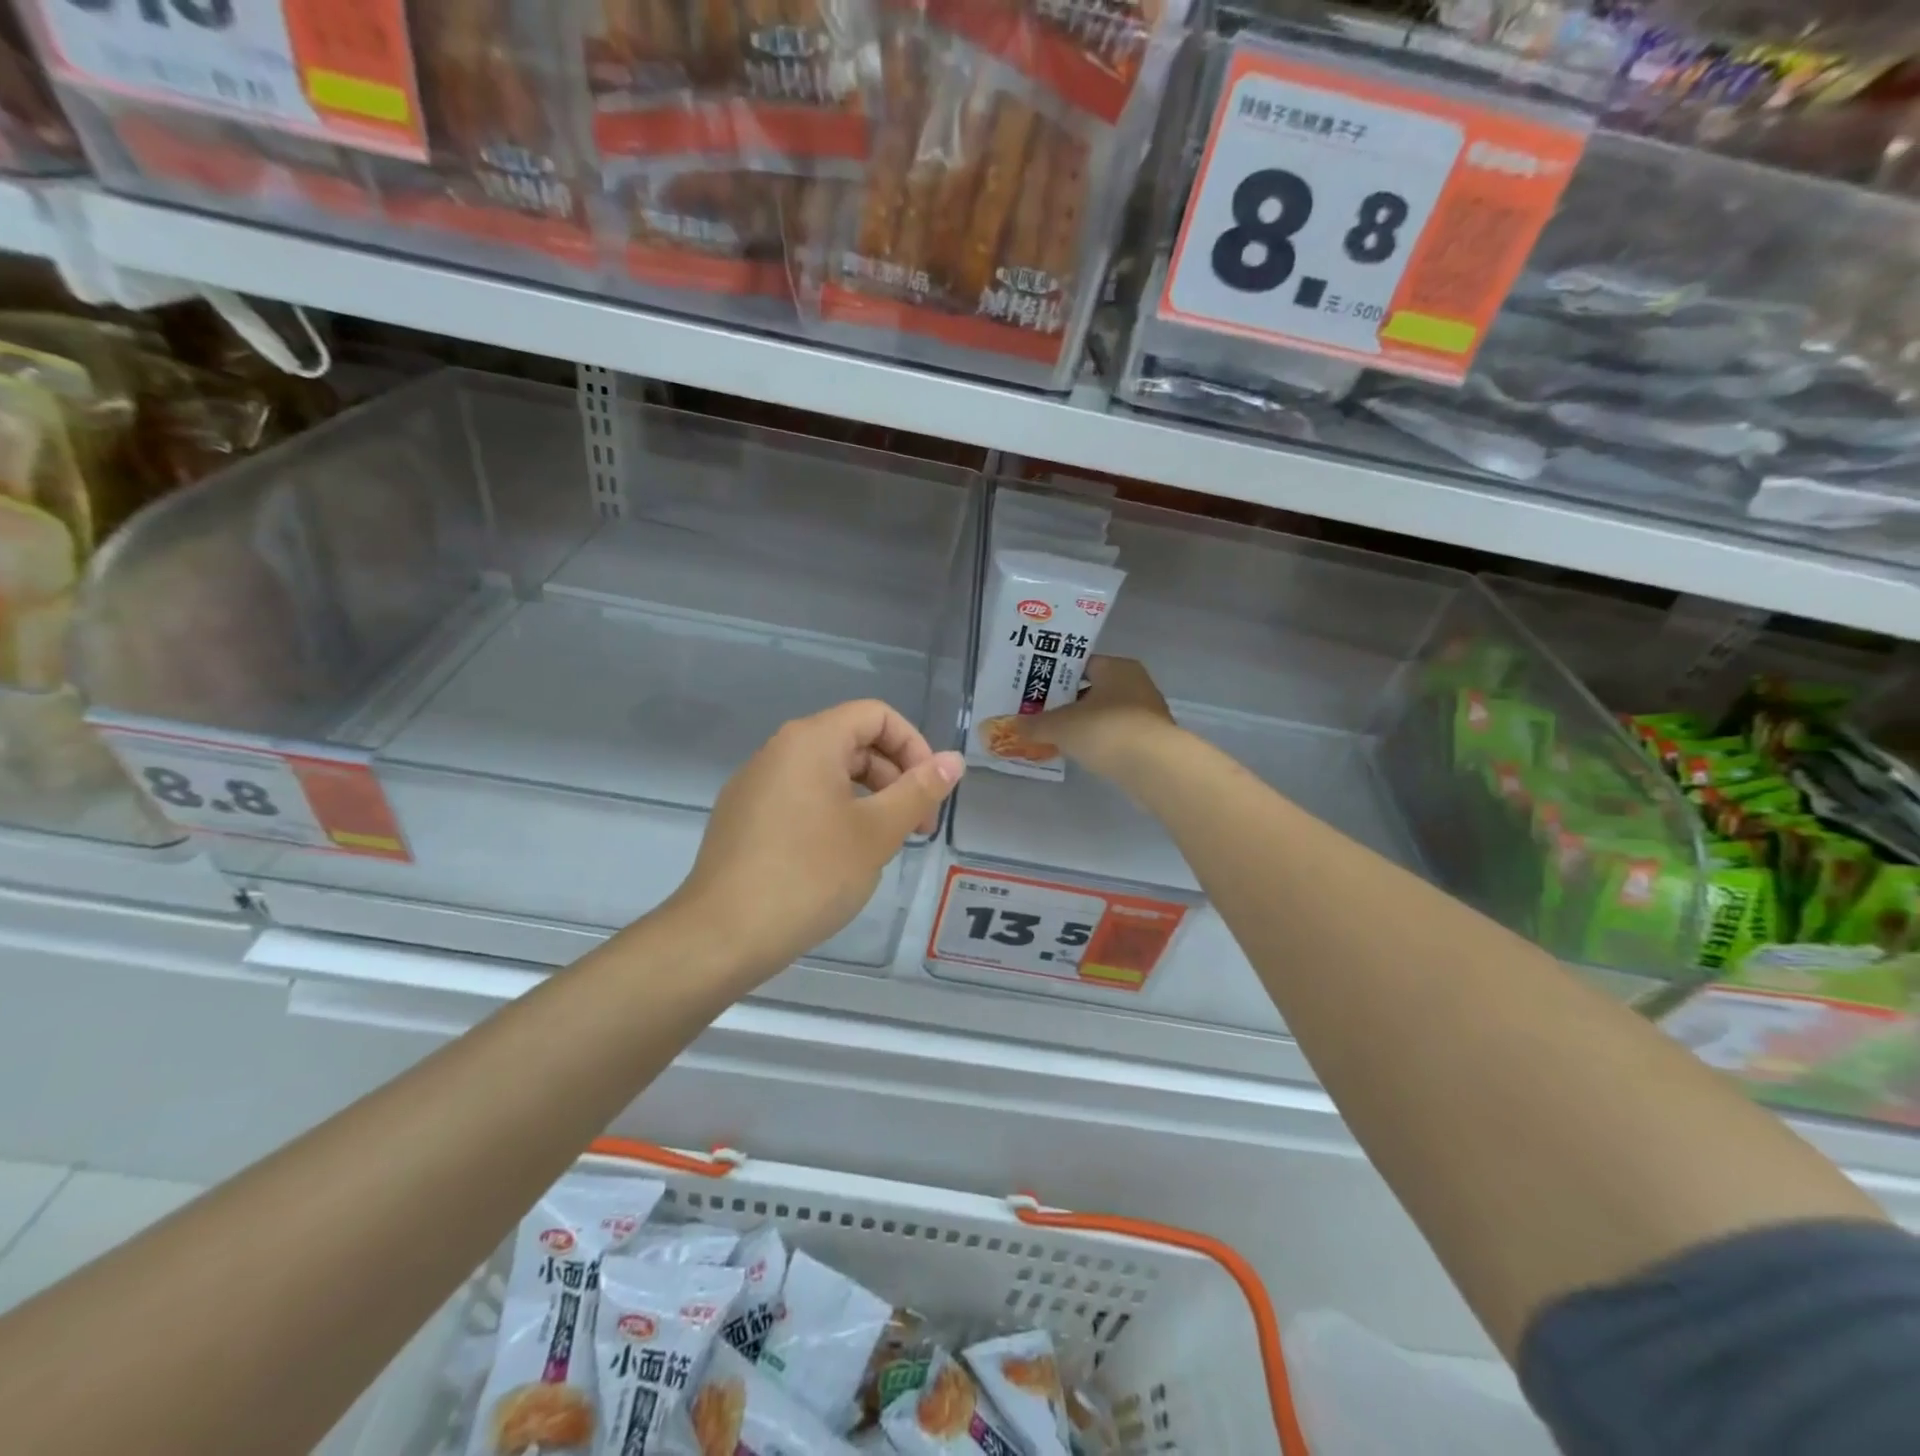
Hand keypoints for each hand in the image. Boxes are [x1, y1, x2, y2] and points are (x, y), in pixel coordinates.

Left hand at [667, 700, 964, 976]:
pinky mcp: (743, 817)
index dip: (914, 745)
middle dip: (894, 776)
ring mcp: (755, 784)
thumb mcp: (877, 832)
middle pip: (852, 742)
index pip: (876, 715)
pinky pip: (801, 798)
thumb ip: (919, 790)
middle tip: (916, 828)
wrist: (722, 935)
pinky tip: (840, 859)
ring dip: (867, 798)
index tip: (930, 791)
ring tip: (883, 845)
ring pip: (827, 773)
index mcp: (811, 740)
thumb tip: (954, 760)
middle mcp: (779, 750)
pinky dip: (834, 814)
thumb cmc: (810, 875)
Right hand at [1012, 656, 1178, 780]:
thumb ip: (1035, 724)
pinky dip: (1100, 741)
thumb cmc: (1105, 730)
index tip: (1035, 689)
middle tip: (1041, 713)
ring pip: (1105, 713)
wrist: (1153, 766)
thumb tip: (1014, 726)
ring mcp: (1147, 713)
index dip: (1056, 675)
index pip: (1081, 664)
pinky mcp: (1152, 740)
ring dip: (1085, 724)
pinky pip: (1117, 735)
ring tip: (1057, 736)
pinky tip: (1082, 753)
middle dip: (1068, 702)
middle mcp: (1136, 683)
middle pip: (1093, 689)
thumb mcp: (1060, 726)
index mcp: (1116, 667)